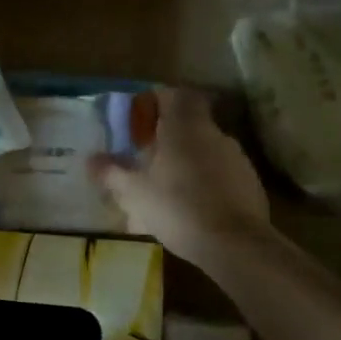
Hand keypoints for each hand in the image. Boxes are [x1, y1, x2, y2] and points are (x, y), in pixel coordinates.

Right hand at [92, 88, 273, 260]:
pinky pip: (219, 173)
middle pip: (187, 124)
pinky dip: (203, 182)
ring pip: (203, 150)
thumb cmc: (177, 207)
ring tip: (164, 189)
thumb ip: (111, 172)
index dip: (155, 102)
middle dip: (166, 138)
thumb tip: (90, 159)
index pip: (172, 95)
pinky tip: (189, 208)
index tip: (139, 120)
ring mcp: (236, 158)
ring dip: (184, 162)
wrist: (235, 244)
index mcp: (183, 127)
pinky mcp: (249, 183)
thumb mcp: (134, 192)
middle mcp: (213, 134)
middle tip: (144, 158)